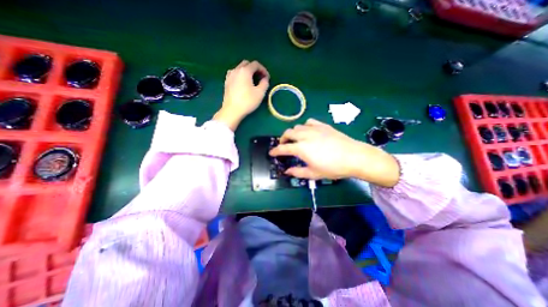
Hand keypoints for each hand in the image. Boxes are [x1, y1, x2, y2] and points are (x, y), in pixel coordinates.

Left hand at [212, 61, 268, 130]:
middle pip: (247, 64)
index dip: (263, 70)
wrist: (232, 110)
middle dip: (255, 69)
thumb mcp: (260, 93)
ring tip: (252, 81)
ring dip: (247, 72)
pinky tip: (243, 84)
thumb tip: (265, 78)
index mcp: (245, 71)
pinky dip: (241, 76)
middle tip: (260, 78)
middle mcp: (236, 70)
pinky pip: (235, 74)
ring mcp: (229, 76)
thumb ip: (264, 83)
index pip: (256, 64)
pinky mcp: (226, 82)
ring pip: (240, 68)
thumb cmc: (247, 101)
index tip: (267, 78)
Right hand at [268, 119, 401, 187]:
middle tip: (283, 146)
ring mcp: (314, 129)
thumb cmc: (333, 167)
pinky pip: (309, 122)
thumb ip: (298, 172)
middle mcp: (305, 136)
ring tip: (295, 139)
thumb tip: (287, 171)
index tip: (271, 153)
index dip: (275, 151)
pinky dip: (304, 127)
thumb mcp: (314, 174)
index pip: (283, 148)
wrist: (354, 157)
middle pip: (288, 133)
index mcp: (301, 148)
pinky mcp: (323, 126)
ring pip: (297, 127)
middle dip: (282, 139)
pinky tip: (308, 132)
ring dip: (293, 133)